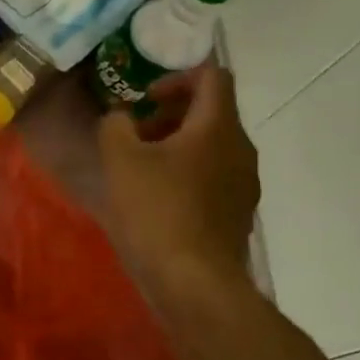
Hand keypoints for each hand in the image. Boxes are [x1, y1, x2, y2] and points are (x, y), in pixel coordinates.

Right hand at [99, 62, 260, 296]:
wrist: (194, 282)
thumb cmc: (156, 210)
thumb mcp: (120, 158)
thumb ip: (116, 124)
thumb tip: (122, 117)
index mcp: (218, 127)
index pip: (212, 77)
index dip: (177, 77)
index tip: (145, 98)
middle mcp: (240, 149)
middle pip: (211, 112)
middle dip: (170, 114)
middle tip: (134, 133)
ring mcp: (243, 183)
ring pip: (212, 145)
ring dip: (176, 144)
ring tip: (140, 166)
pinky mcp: (237, 212)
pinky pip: (213, 175)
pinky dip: (187, 172)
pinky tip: (156, 197)